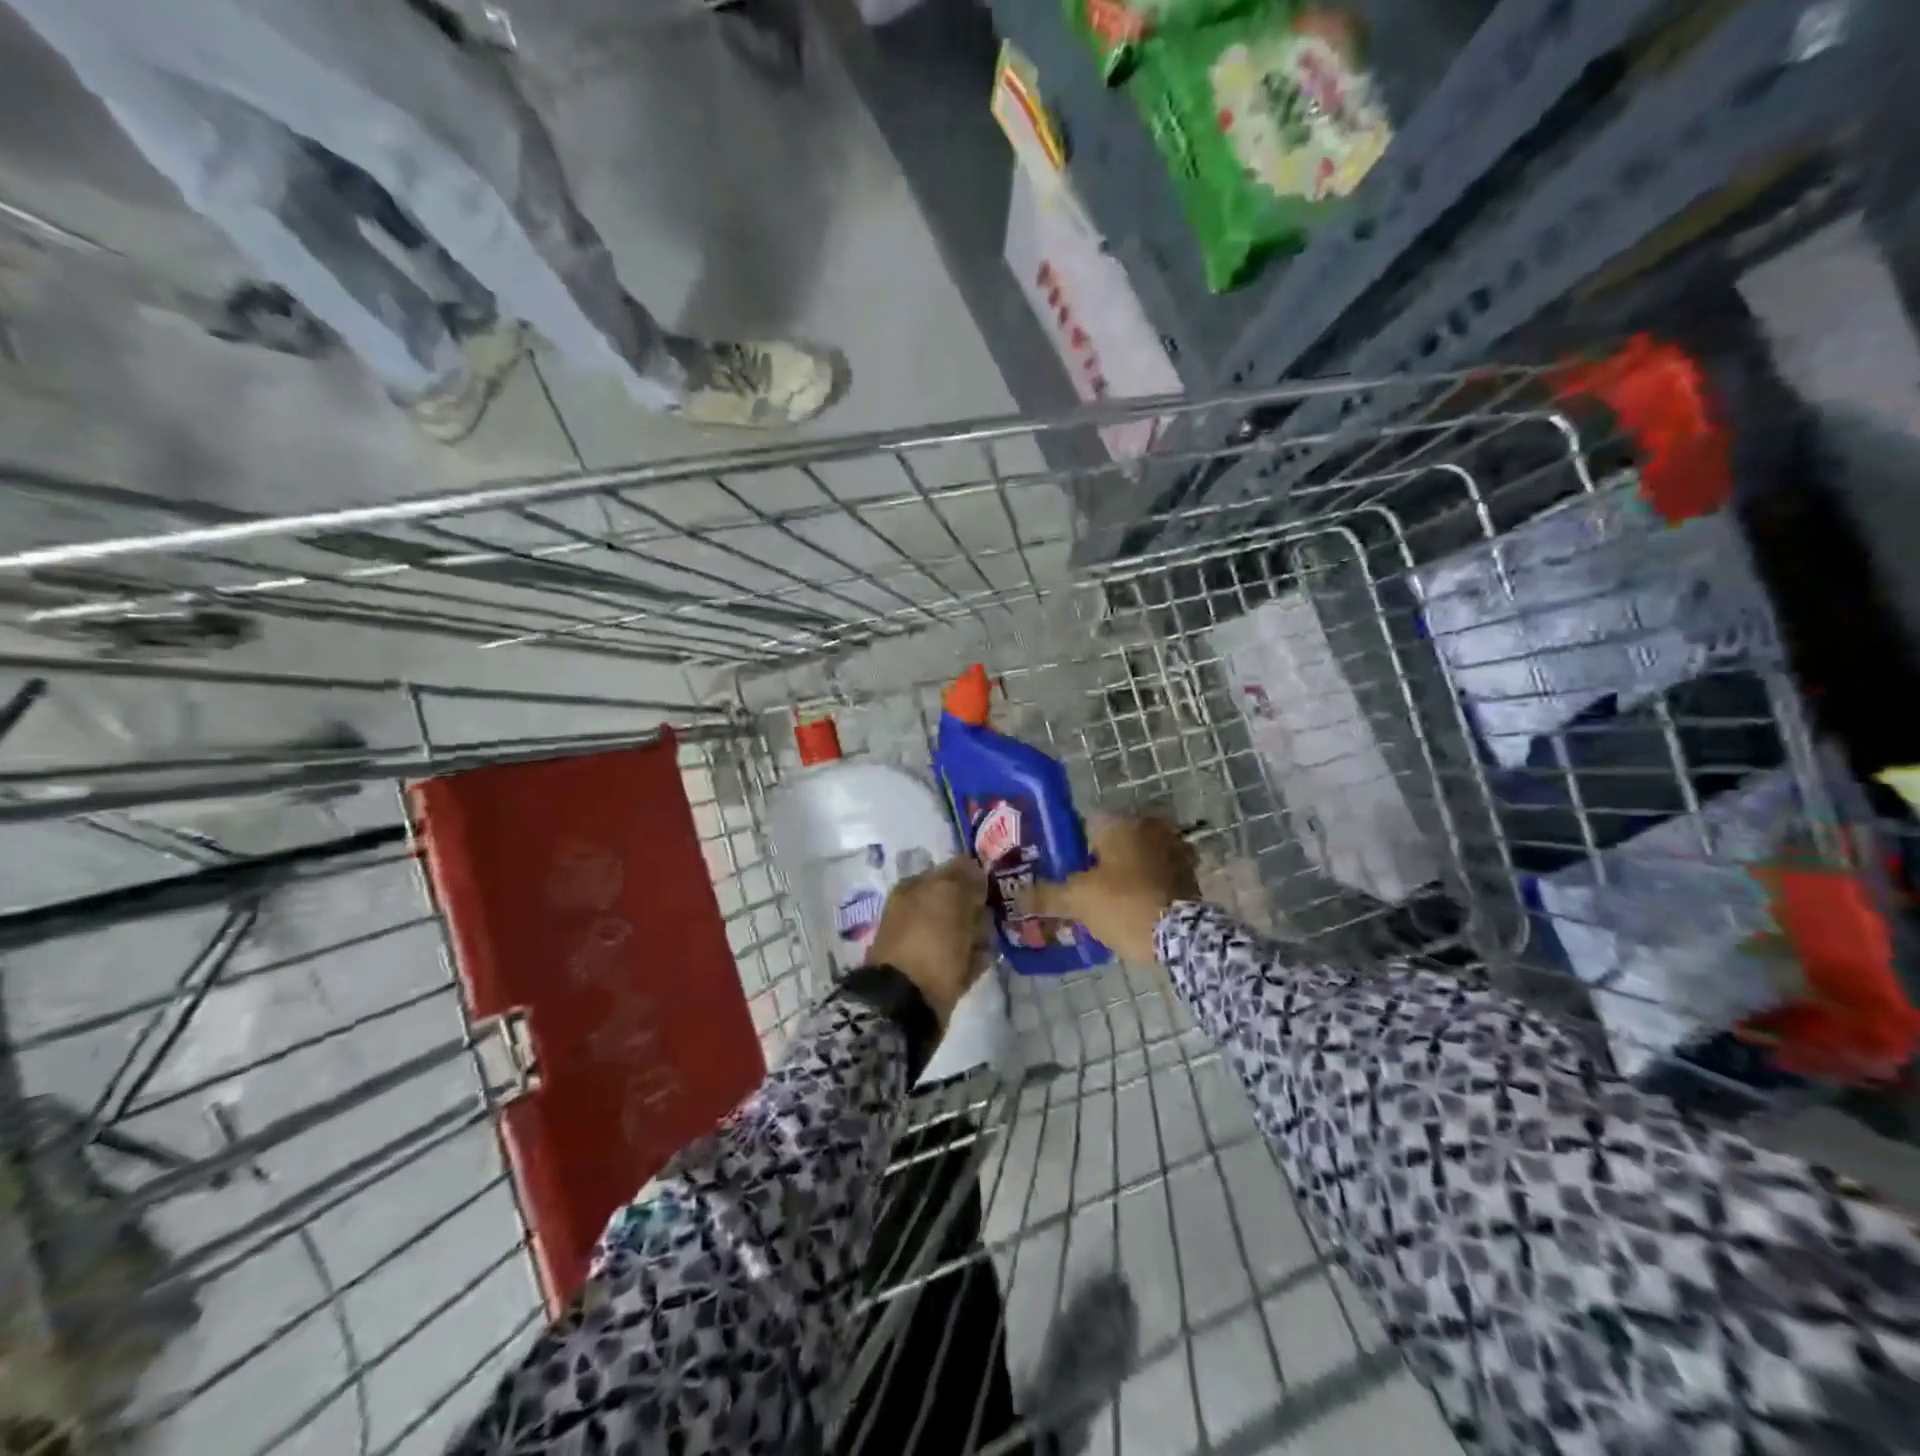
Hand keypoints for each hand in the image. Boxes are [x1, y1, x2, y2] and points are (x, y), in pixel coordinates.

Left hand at [865, 855, 991, 1026]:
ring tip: (988, 944)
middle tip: (993, 918)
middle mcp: (917, 912)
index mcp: (913, 888)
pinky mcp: (936, 973)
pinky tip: (981, 962)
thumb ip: (964, 876)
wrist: (907, 1002)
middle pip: (960, 904)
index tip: (995, 888)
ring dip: (979, 936)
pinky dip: (974, 960)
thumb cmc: (929, 940)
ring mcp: (925, 943)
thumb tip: (975, 867)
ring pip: (964, 932)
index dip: (975, 878)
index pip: (951, 872)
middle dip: (979, 911)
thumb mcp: (949, 896)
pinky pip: (963, 959)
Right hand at [1014, 815, 1198, 964]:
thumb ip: (1045, 895)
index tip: (1065, 870)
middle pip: (1114, 842)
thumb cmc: (1123, 905)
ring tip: (1109, 901)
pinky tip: (1135, 907)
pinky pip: (1159, 874)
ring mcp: (1174, 848)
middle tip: (1085, 888)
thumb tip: (1016, 895)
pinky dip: (1148, 885)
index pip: (1086, 825)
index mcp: (1119, 824)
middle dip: (1101, 861)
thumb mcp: (1077, 901)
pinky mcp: (1190, 873)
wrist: (1181, 937)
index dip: (1073, 848)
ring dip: (1127, 872)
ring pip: (1138, 857)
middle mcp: (1149, 827)